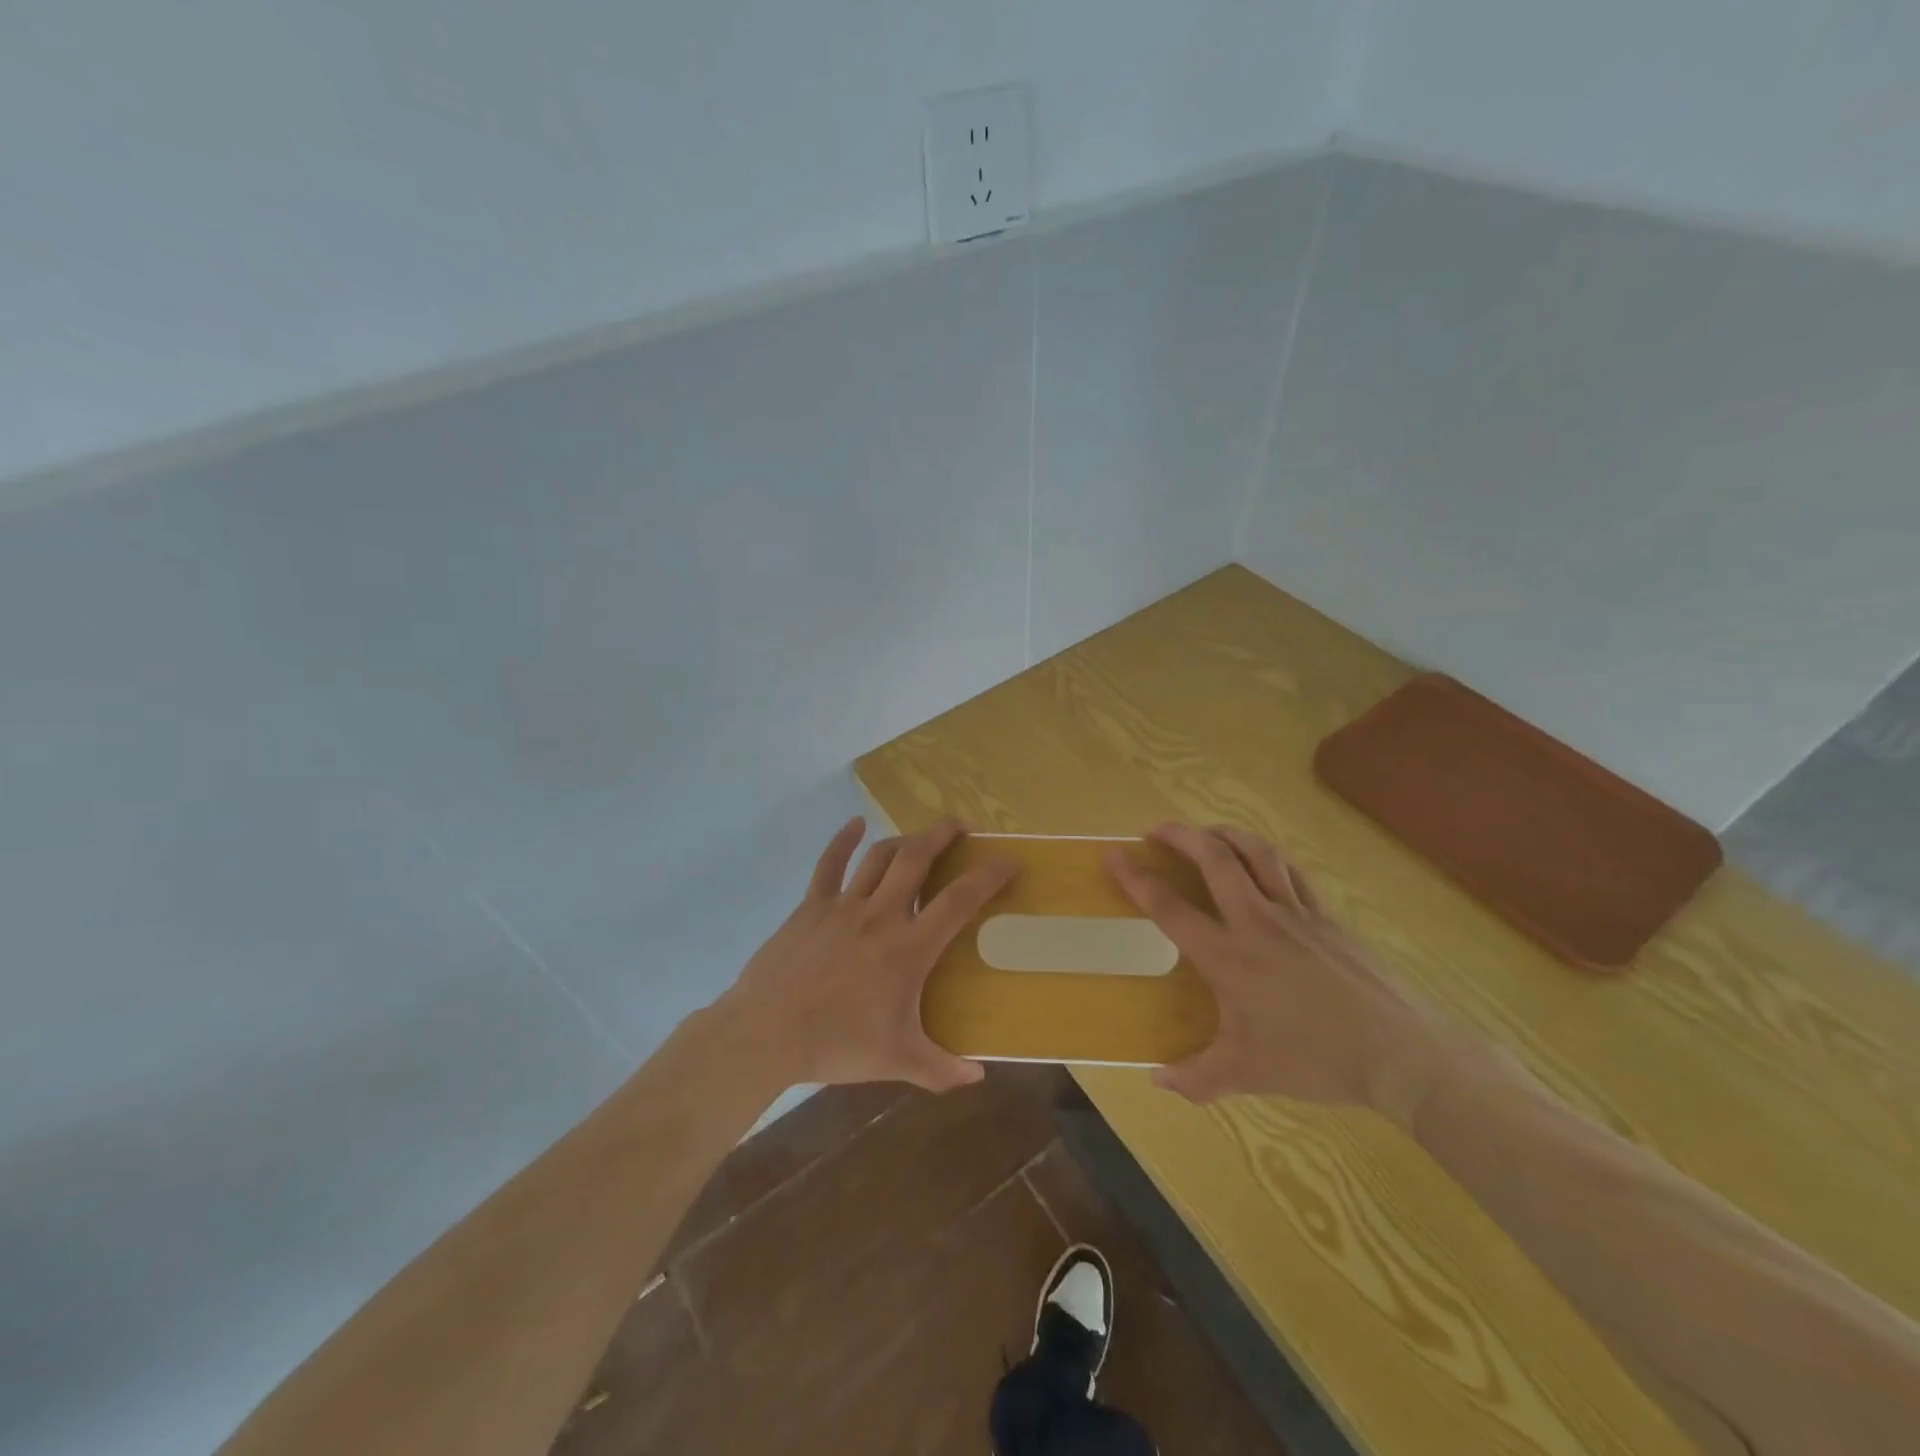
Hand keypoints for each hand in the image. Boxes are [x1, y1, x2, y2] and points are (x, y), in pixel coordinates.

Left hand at [716, 816, 1014, 1092]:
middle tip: (961, 826)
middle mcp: (880, 915)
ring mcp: (843, 906)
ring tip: (920, 837)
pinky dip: (842, 840)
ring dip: (904, 839)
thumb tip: (978, 1077)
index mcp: (907, 947)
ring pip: (879, 857)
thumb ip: (941, 1069)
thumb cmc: (837, 1044)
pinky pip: (828, 864)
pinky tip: (855, 823)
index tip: (1008, 859)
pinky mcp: (811, 907)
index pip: (958, 901)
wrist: (767, 1033)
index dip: (987, 876)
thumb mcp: (896, 1061)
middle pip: (916, 859)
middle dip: (942, 835)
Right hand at [1106, 824, 1445, 1128]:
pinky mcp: (1327, 916)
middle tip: (1156, 829)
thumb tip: (1156, 1082)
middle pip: (1214, 859)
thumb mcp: (1247, 1073)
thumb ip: (1196, 1078)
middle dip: (1180, 835)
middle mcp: (1256, 923)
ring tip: (1207, 832)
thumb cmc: (1314, 1059)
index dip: (1136, 878)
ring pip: (1256, 853)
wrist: (1398, 1053)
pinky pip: (1291, 872)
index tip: (1114, 854)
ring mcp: (1296, 913)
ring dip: (1225, 834)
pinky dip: (1267, 857)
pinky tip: (1262, 860)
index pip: (1170, 908)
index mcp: (1228, 957)